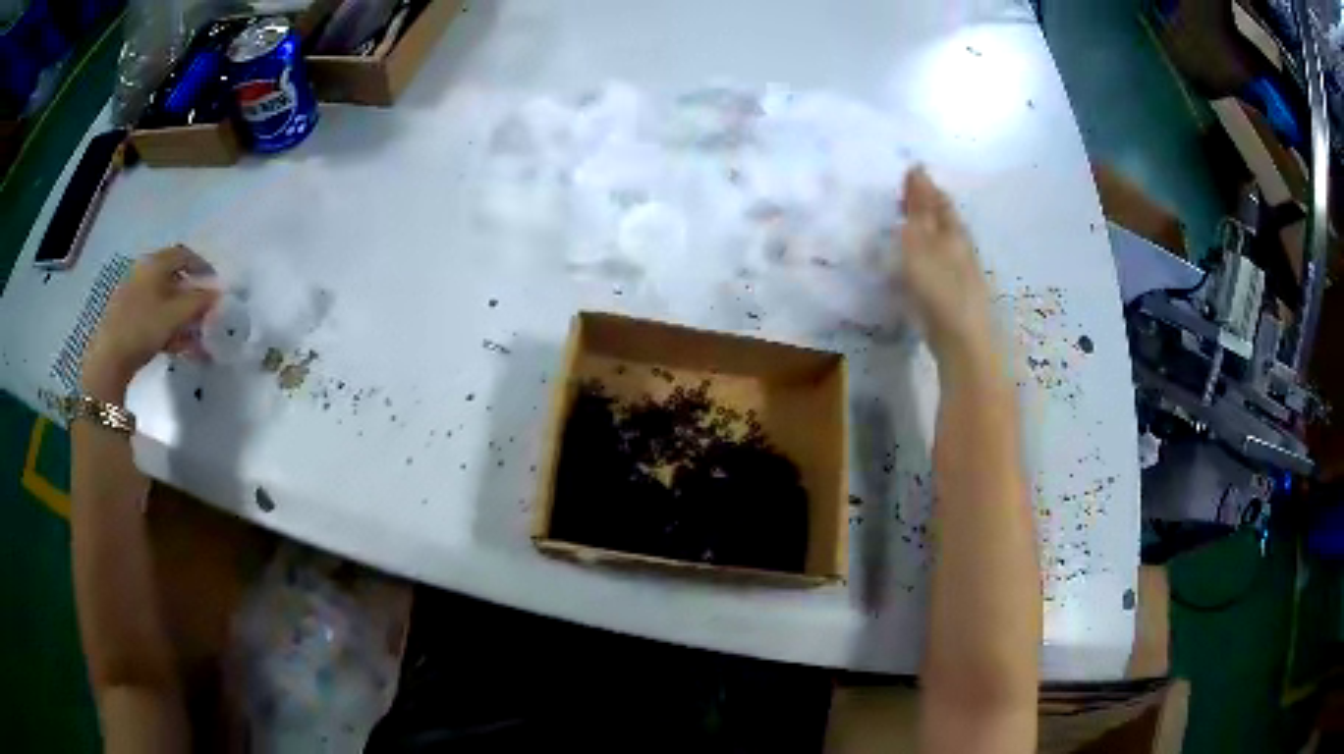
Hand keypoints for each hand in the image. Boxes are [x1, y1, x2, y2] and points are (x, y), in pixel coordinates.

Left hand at [81, 246, 217, 399]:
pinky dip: (166, 326)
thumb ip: (199, 302)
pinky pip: (152, 315)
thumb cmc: (143, 328)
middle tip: (203, 313)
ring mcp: (132, 294)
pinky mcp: (126, 316)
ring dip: (180, 315)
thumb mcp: (176, 315)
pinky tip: (174, 345)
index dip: (202, 267)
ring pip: (163, 300)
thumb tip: (218, 294)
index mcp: (155, 263)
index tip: (214, 285)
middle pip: (173, 278)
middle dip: (191, 296)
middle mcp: (143, 271)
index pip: (184, 255)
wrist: (107, 359)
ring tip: (192, 337)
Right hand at [897, 168, 997, 376]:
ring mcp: (962, 274)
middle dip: (927, 208)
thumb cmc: (939, 287)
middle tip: (902, 200)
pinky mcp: (957, 296)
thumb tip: (917, 169)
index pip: (940, 200)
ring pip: (944, 244)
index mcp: (953, 231)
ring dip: (927, 233)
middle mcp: (962, 248)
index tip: (906, 175)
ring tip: (906, 229)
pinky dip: (927, 258)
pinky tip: (919, 265)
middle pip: (945, 221)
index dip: (925, 186)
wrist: (962, 341)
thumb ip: (918, 209)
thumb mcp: (920, 241)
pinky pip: (940, 266)